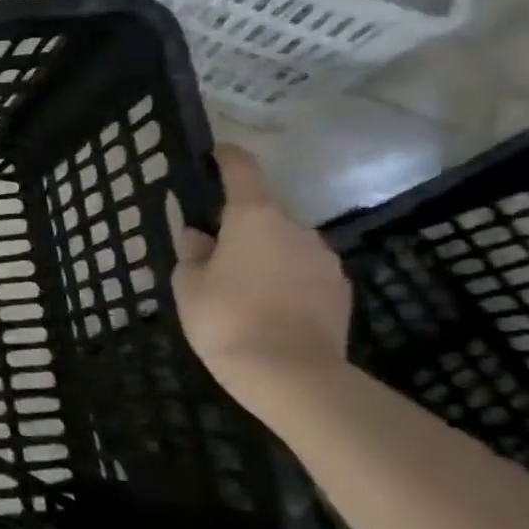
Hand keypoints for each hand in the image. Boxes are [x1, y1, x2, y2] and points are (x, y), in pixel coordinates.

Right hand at [173, 145, 352, 418]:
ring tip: (242, 290)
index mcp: (254, 217)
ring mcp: (324, 260)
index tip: (218, 153)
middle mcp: (296, 229)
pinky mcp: (341, 292)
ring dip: (265, 256)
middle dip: (240, 229)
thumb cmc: (226, 319)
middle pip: (263, 215)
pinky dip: (286, 281)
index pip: (242, 171)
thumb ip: (192, 253)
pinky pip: (304, 274)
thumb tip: (198, 237)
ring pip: (285, 246)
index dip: (228, 158)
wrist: (292, 376)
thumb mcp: (188, 284)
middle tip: (215, 256)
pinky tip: (269, 309)